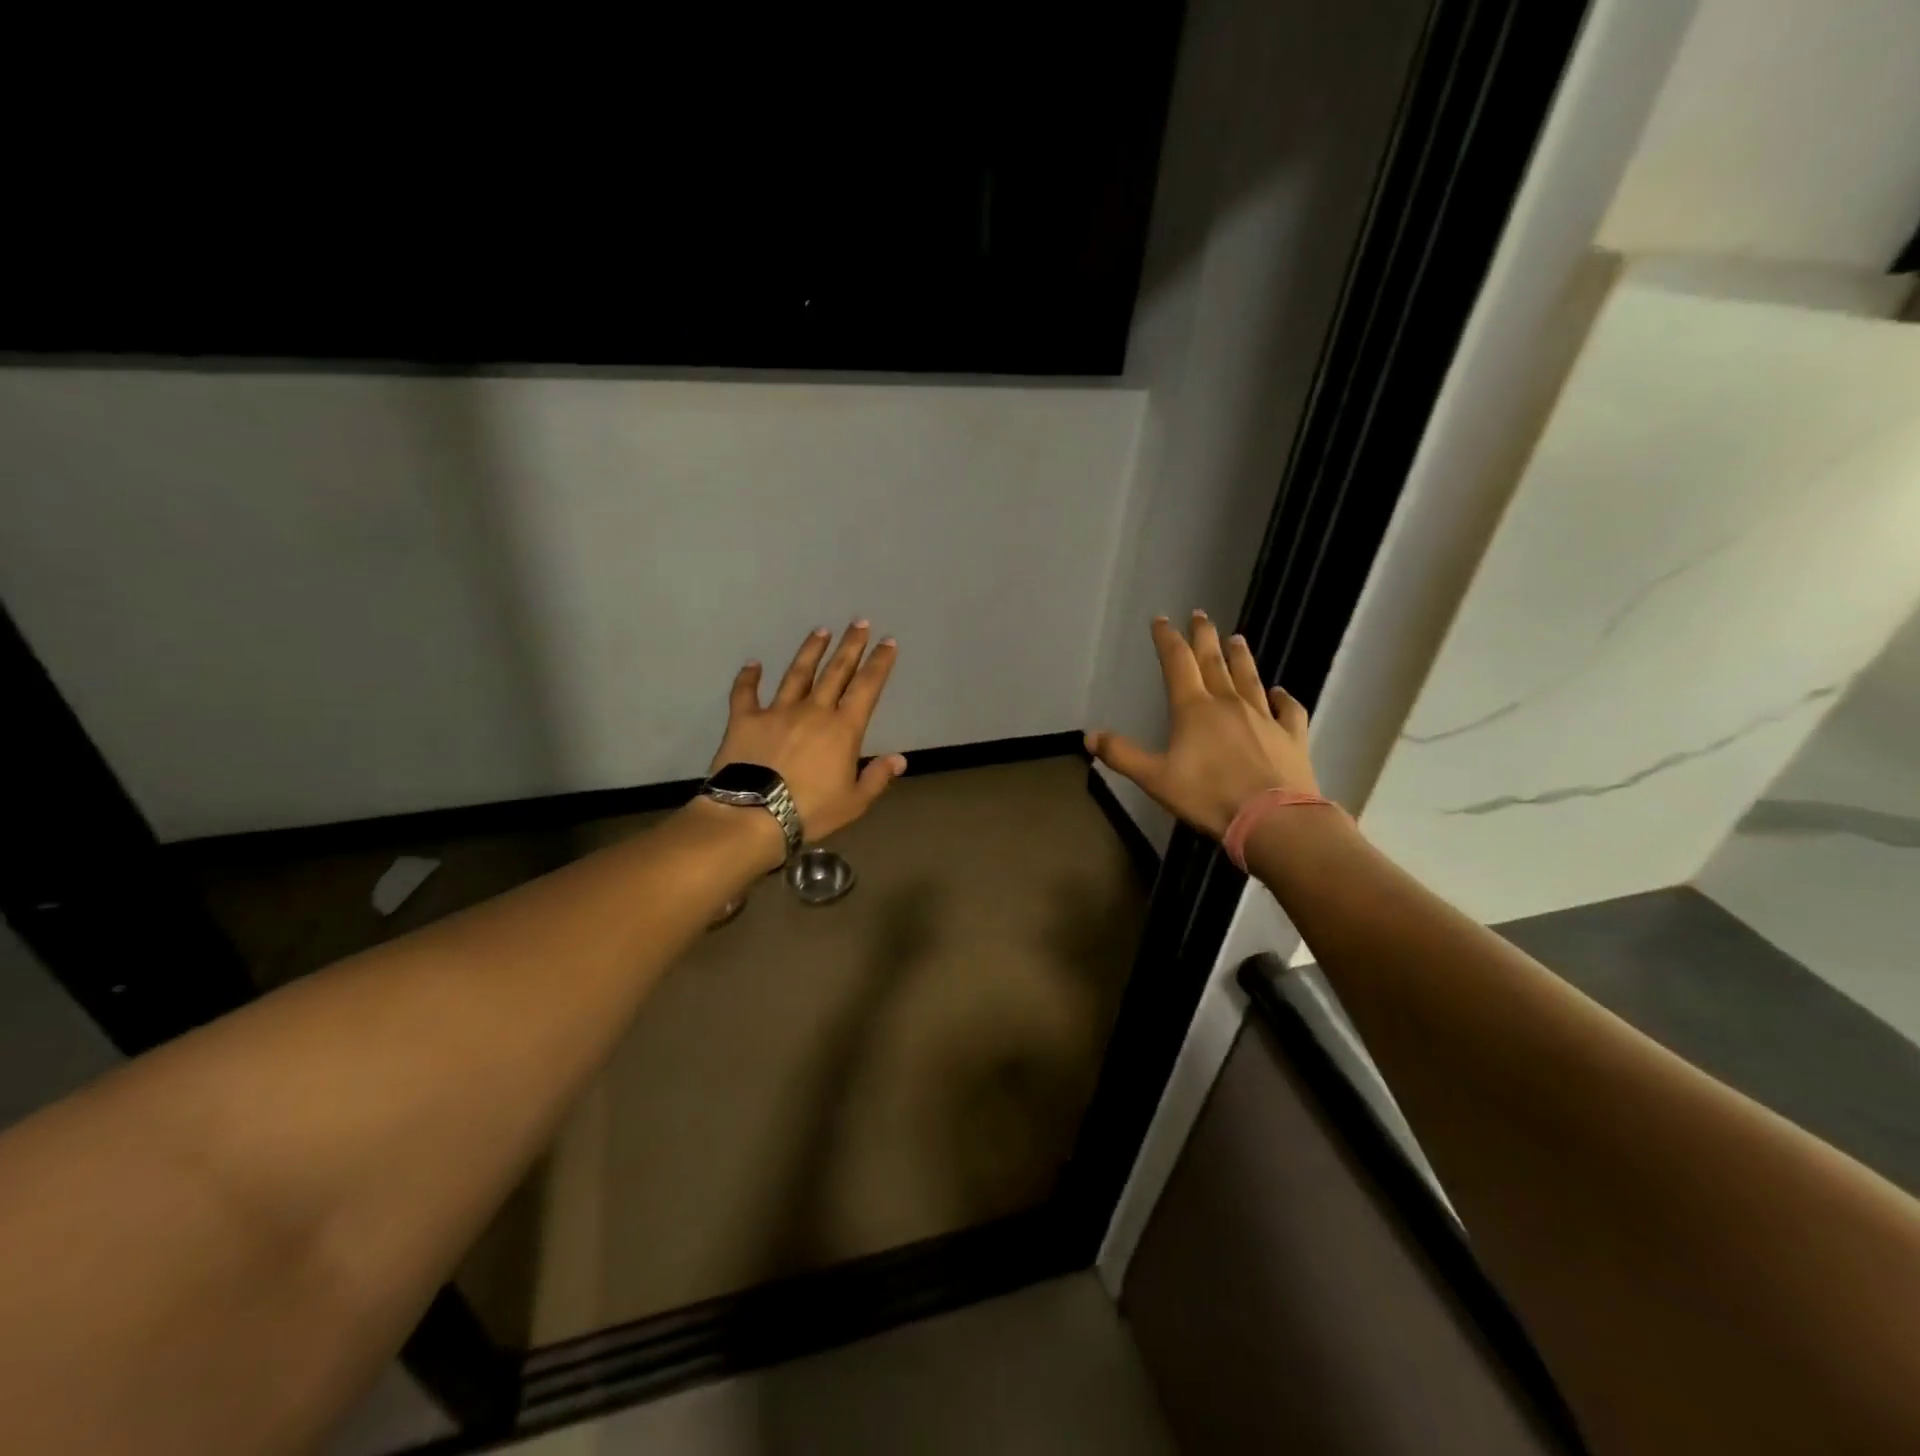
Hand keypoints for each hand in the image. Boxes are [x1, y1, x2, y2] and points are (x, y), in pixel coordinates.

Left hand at [709, 622, 907, 843]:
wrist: (754, 815)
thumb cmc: (811, 811)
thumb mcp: (854, 802)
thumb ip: (877, 777)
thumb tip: (900, 758)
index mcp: (843, 729)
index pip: (867, 687)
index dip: (879, 663)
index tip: (887, 642)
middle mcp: (814, 710)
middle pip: (836, 671)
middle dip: (850, 646)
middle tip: (859, 623)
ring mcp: (777, 711)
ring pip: (798, 673)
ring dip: (810, 651)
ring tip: (820, 631)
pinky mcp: (746, 719)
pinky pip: (746, 692)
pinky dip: (749, 677)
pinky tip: (753, 664)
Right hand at [1086, 611, 1317, 839]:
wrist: (1272, 820)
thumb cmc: (1208, 797)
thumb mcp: (1155, 779)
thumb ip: (1122, 755)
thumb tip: (1089, 735)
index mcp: (1194, 709)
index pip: (1177, 663)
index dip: (1167, 639)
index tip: (1162, 620)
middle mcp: (1229, 703)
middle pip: (1214, 661)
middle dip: (1204, 636)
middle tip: (1201, 614)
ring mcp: (1264, 717)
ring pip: (1250, 678)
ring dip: (1241, 657)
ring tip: (1236, 638)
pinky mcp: (1291, 736)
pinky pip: (1288, 709)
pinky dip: (1283, 698)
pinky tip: (1280, 692)